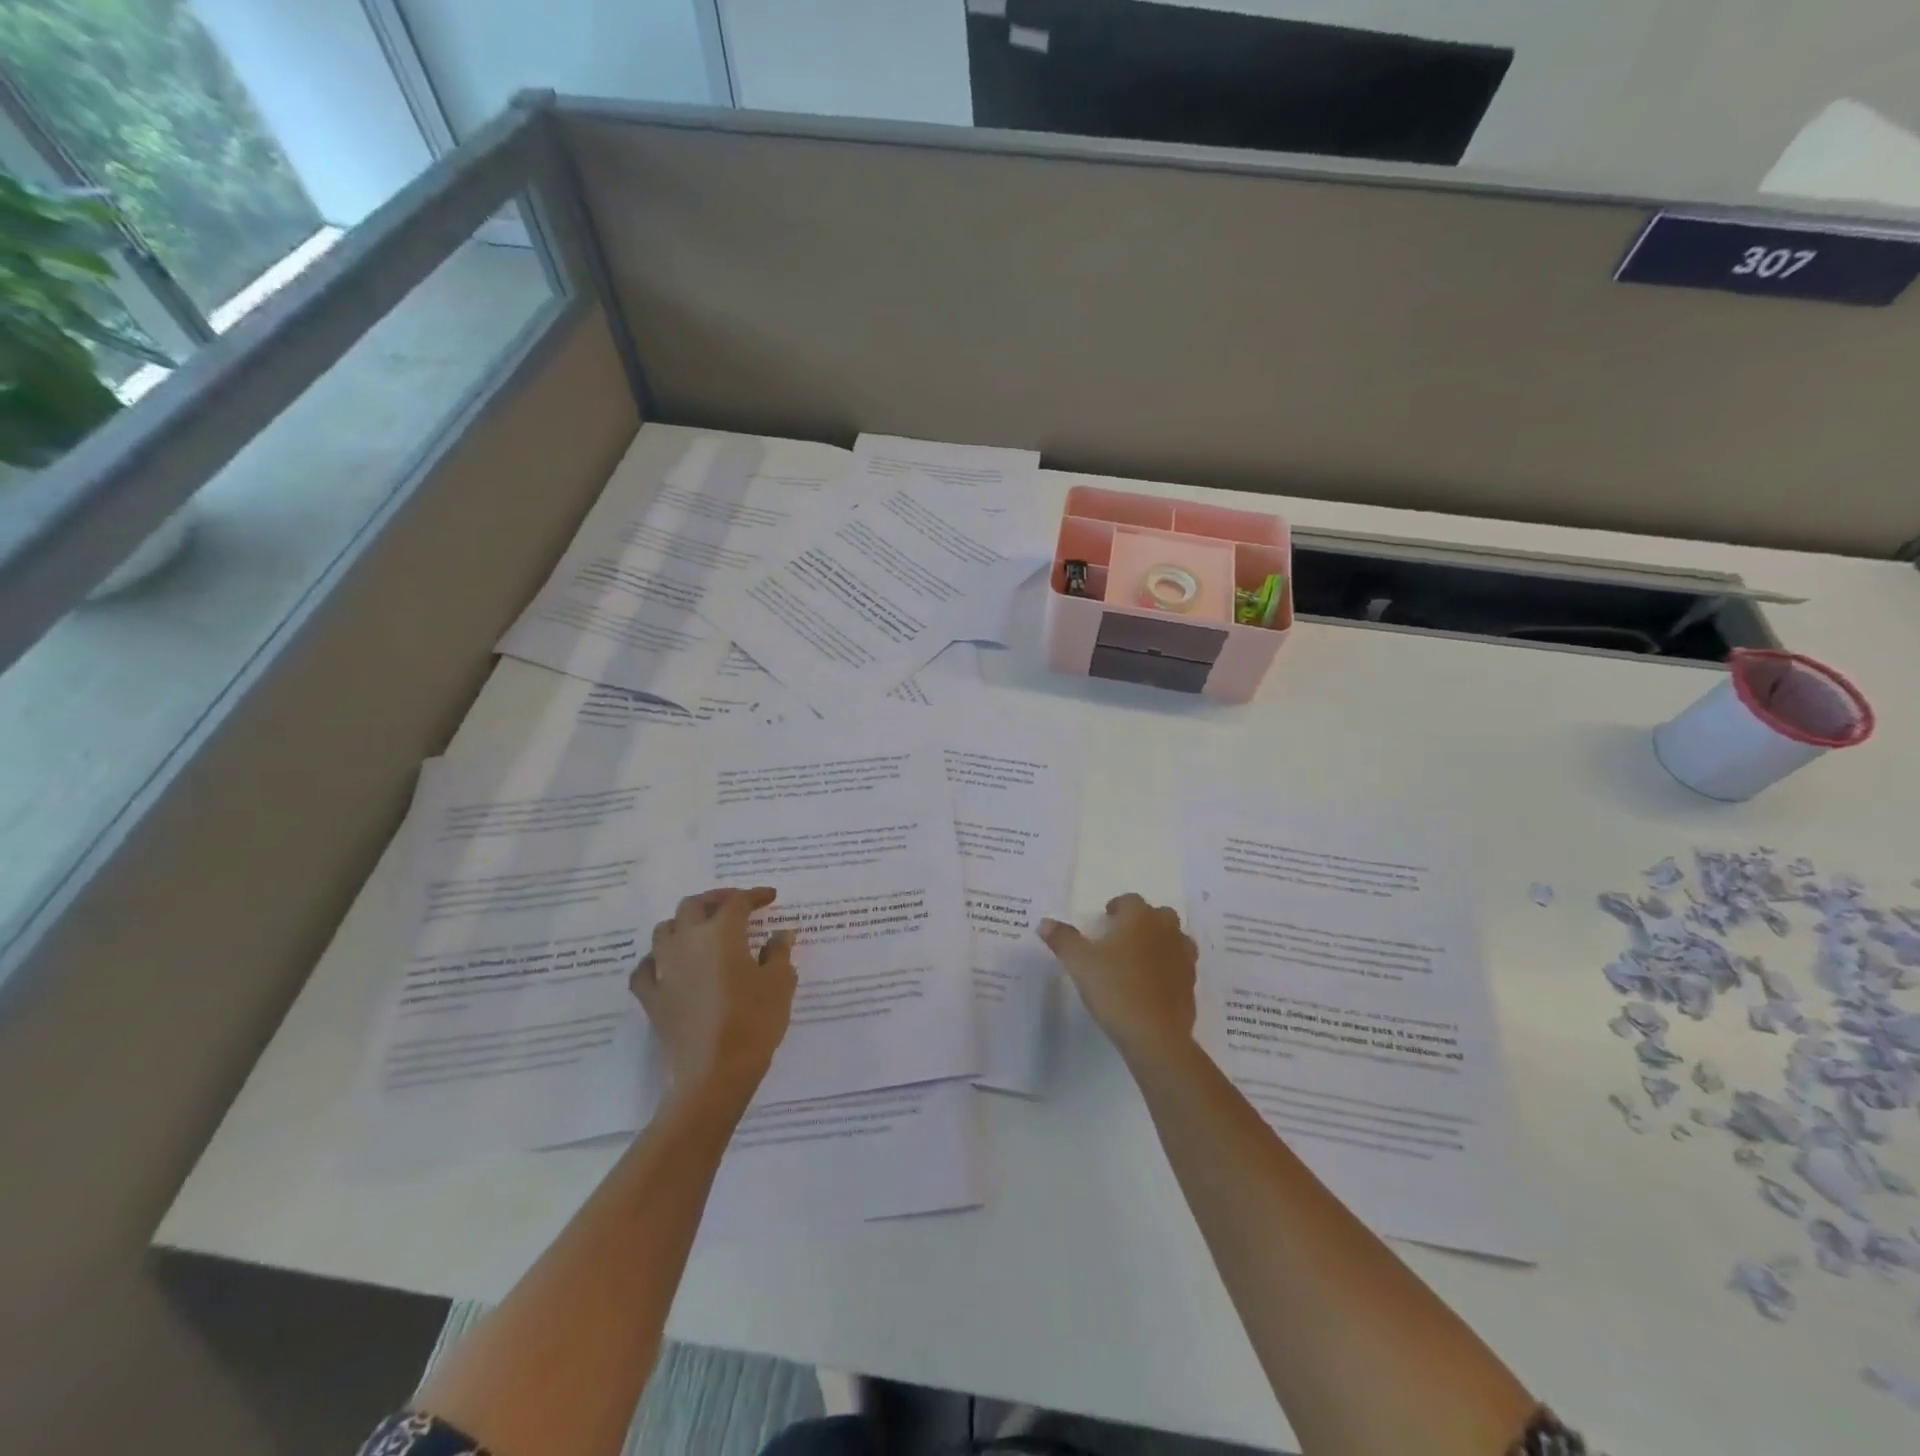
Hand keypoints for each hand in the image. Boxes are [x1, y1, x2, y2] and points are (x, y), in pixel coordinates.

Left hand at [632, 887, 796, 1101]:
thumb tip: (781, 934)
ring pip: (664, 930)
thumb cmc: (754, 1022)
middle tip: (734, 905)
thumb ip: (779, 952)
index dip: (755, 895)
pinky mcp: (652, 998)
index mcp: (722, 934)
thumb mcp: (779, 983)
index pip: (737, 902)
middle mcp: (688, 942)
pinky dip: (655, 960)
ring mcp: (665, 970)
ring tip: (701, 930)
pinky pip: (645, 969)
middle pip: (693, 905)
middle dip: (714, 899)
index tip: (770, 897)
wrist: (715, 1073)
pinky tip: (667, 965)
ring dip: (683, 923)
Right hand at [1039, 893, 1196, 1064]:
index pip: (1130, 900)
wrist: (1154, 1034)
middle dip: (1143, 921)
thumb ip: (1062, 939)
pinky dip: (1169, 969)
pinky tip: (1152, 985)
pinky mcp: (1190, 985)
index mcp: (1139, 918)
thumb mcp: (1079, 962)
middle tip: (1122, 938)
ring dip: (1161, 942)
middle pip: (1159, 915)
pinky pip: (1181, 967)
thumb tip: (1045, 922)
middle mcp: (1166, 931)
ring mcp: (1183, 958)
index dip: (1117, 907)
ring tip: (1139, 959)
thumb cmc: (1114, 988)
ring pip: (1176, 939)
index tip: (1105, 920)